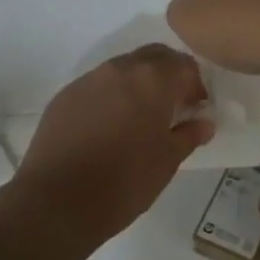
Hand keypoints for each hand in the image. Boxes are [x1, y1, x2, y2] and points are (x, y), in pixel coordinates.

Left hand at [12, 45, 212, 240]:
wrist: (55, 203)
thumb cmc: (124, 181)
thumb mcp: (168, 161)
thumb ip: (189, 135)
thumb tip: (204, 123)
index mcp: (152, 79)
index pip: (184, 65)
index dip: (195, 85)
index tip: (196, 108)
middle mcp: (121, 69)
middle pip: (154, 56)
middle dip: (168, 74)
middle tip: (173, 105)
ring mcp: (89, 80)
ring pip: (123, 68)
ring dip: (138, 82)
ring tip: (140, 116)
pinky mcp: (64, 97)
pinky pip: (97, 85)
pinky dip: (111, 96)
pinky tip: (109, 126)